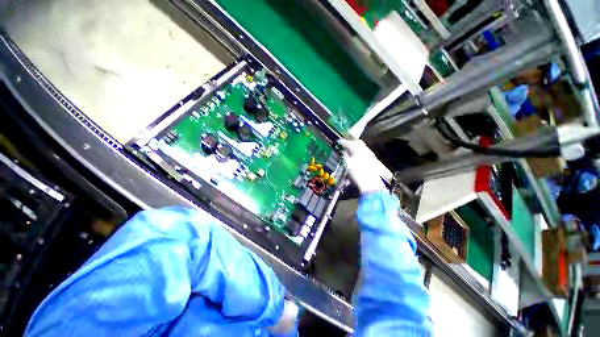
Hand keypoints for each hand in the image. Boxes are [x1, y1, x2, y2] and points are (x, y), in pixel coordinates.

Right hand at [338, 139, 385, 192]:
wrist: (370, 183)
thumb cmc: (357, 174)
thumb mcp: (348, 164)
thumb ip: (345, 155)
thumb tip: (343, 151)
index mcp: (358, 150)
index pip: (348, 143)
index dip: (342, 142)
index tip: (338, 142)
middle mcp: (365, 149)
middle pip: (356, 142)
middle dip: (350, 142)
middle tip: (343, 145)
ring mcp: (369, 154)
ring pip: (361, 146)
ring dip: (354, 146)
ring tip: (348, 150)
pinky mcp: (372, 158)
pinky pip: (364, 150)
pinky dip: (359, 150)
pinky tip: (355, 155)